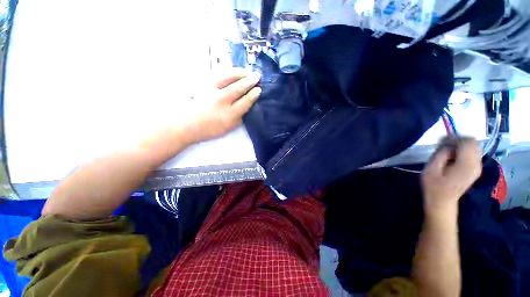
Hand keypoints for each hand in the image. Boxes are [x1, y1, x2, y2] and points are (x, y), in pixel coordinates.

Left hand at [180, 68, 261, 144]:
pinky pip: (219, 75)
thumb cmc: (210, 129)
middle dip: (250, 81)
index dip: (253, 95)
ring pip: (229, 78)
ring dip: (240, 73)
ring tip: (248, 72)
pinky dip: (229, 72)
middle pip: (239, 88)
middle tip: (257, 76)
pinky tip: (234, 72)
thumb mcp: (229, 128)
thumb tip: (248, 107)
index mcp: (229, 114)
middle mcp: (222, 101)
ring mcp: (212, 91)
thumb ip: (239, 118)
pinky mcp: (204, 85)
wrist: (188, 124)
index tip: (259, 89)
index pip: (245, 101)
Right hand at [421, 137, 482, 213]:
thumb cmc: (433, 186)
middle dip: (460, 140)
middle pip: (475, 143)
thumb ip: (441, 154)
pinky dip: (464, 151)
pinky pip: (473, 154)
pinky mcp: (475, 170)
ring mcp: (477, 168)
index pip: (468, 142)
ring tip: (448, 151)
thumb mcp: (431, 168)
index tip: (443, 141)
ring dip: (462, 146)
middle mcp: (476, 164)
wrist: (442, 201)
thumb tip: (448, 145)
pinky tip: (453, 157)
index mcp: (466, 164)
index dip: (456, 138)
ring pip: (475, 148)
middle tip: (445, 145)